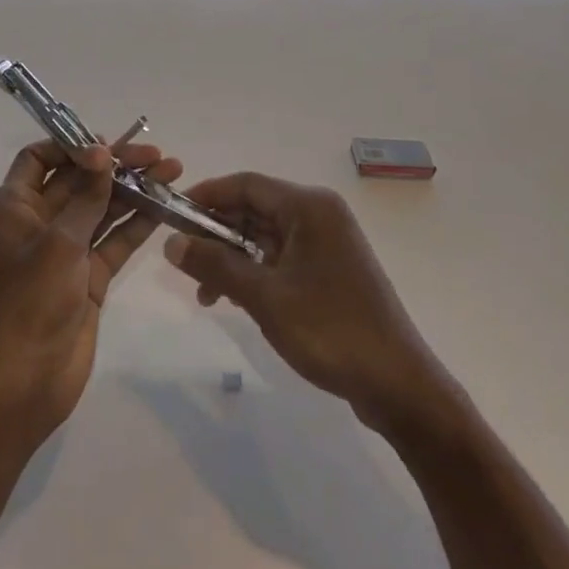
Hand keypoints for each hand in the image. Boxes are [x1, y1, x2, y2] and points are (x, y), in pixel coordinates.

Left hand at [0, 139, 182, 446]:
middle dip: (114, 165)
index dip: (70, 145)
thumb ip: (86, 197)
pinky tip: (166, 206)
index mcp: (15, 207)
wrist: (24, 383)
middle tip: (156, 154)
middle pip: (78, 180)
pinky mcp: (89, 276)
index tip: (107, 145)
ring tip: (172, 171)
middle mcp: (39, 222)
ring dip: (133, 190)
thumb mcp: (58, 243)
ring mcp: (66, 250)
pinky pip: (115, 240)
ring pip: (102, 208)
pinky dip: (138, 223)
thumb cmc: (30, 303)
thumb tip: (103, 154)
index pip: (38, 159)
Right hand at [163, 173, 447, 428]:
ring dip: (232, 258)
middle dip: (216, 233)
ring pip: (265, 236)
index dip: (205, 195)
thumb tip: (170, 241)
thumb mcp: (264, 297)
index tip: (171, 214)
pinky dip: (255, 273)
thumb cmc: (329, 329)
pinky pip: (281, 258)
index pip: (245, 184)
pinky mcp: (331, 270)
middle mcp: (319, 215)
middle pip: (254, 208)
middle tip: (182, 260)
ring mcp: (328, 243)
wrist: (398, 385)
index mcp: (308, 206)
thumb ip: (215, 264)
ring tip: (206, 294)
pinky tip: (235, 300)